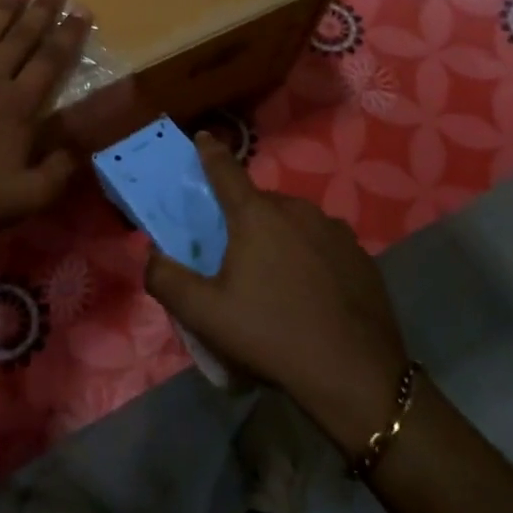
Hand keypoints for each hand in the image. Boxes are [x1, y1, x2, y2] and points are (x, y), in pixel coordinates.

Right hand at [144, 135, 409, 456]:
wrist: (354, 374)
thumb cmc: (271, 335)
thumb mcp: (204, 314)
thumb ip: (166, 279)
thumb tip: (152, 256)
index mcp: (256, 215)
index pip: (225, 170)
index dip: (210, 153)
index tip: (203, 138)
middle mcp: (297, 210)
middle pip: (259, 203)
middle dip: (243, 218)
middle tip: (234, 256)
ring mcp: (334, 230)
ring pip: (293, 222)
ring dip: (278, 237)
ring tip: (275, 280)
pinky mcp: (360, 255)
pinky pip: (322, 244)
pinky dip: (309, 256)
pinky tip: (310, 293)